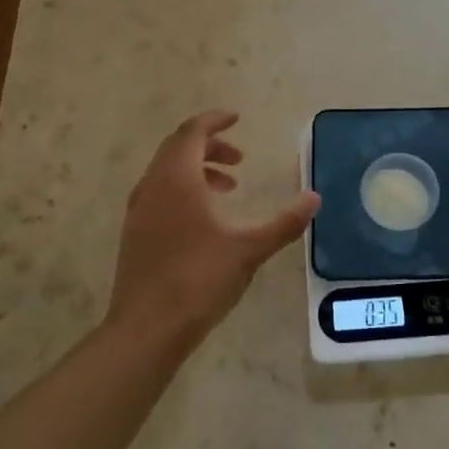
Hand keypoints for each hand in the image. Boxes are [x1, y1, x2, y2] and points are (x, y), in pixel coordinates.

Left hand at [108, 111, 319, 348]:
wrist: (146, 329)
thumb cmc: (198, 280)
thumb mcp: (249, 249)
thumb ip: (284, 223)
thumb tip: (314, 198)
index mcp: (177, 179)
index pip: (192, 132)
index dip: (214, 121)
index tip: (236, 118)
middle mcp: (152, 186)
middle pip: (178, 148)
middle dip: (209, 146)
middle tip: (239, 158)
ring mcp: (138, 211)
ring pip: (167, 172)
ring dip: (197, 169)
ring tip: (228, 188)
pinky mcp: (134, 233)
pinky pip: (160, 193)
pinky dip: (183, 190)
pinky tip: (204, 220)